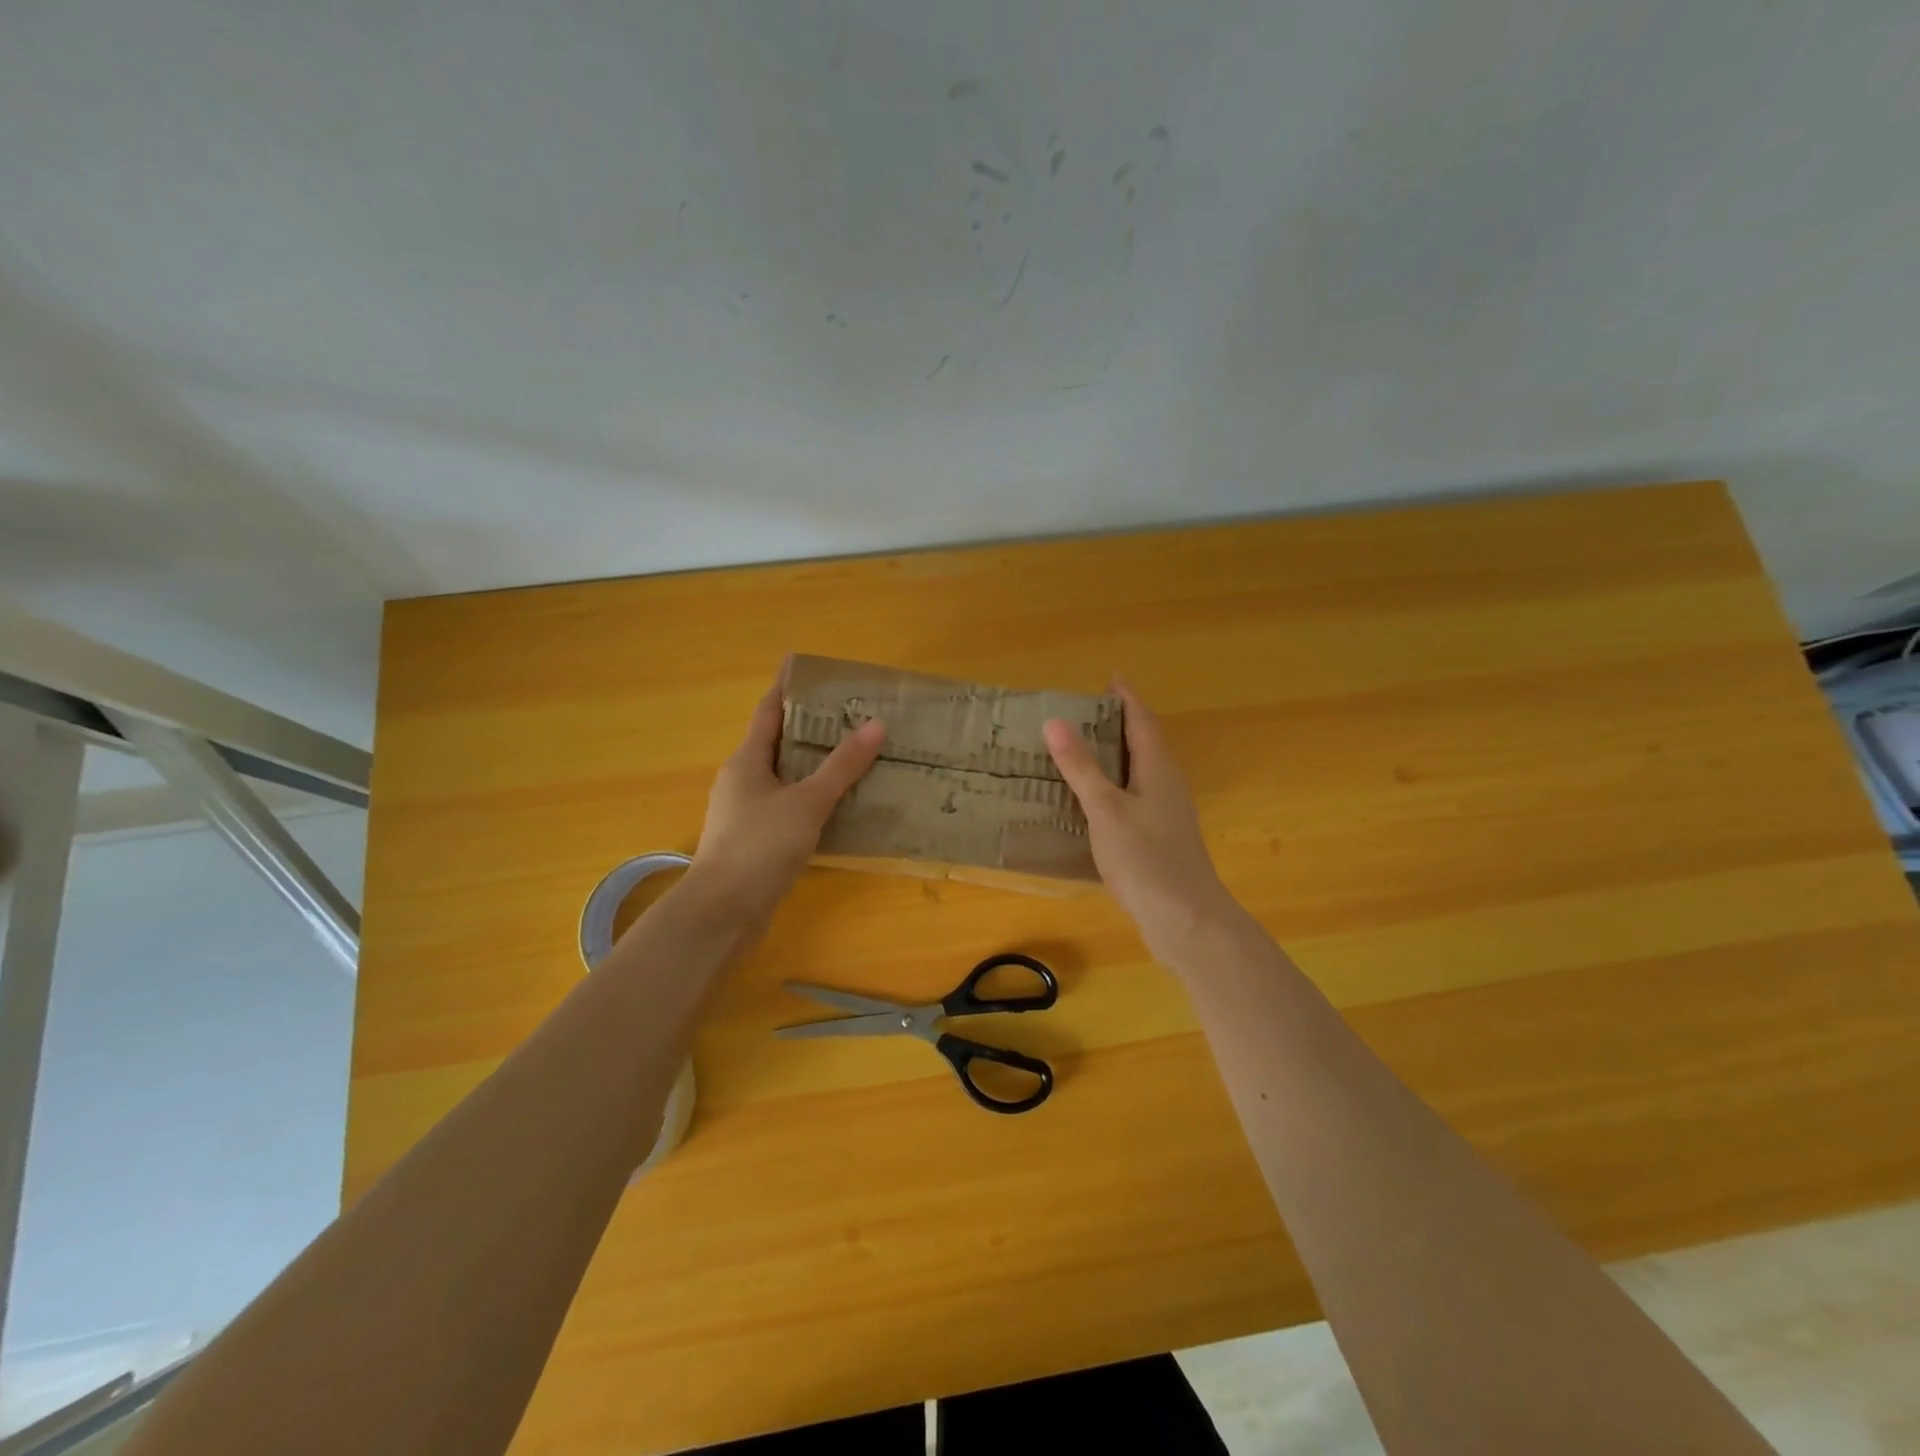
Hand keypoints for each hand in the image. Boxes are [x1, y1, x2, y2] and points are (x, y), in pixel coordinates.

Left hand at [689, 672, 885, 928]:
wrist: (722, 914)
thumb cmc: (760, 847)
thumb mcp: (807, 802)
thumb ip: (842, 766)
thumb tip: (875, 724)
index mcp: (746, 760)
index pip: (769, 710)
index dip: (787, 686)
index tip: (808, 665)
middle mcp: (742, 780)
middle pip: (779, 742)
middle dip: (811, 726)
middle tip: (851, 713)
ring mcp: (745, 812)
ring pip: (785, 777)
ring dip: (814, 765)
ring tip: (854, 754)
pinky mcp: (754, 841)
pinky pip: (788, 806)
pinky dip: (812, 798)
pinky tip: (840, 805)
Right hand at [1043, 682, 1245, 972]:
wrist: (1185, 919)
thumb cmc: (1146, 858)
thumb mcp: (1106, 809)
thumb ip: (1081, 767)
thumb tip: (1056, 721)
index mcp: (1158, 769)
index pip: (1142, 721)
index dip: (1126, 697)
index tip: (1110, 677)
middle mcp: (1167, 785)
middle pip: (1145, 743)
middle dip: (1120, 723)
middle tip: (1087, 711)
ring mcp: (1167, 814)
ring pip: (1140, 773)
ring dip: (1116, 757)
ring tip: (1084, 751)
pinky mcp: (1161, 840)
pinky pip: (1135, 799)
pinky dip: (1113, 788)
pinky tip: (1094, 804)